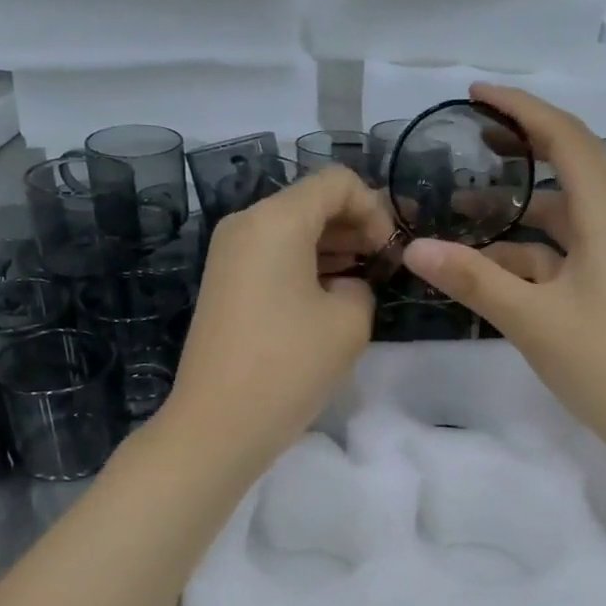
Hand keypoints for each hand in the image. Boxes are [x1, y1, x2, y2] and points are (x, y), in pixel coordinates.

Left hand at [161, 165, 395, 469]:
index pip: (337, 182)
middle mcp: (246, 223)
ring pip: (291, 228)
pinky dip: (304, 264)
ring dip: (331, 246)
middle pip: (310, 201)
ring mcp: (229, 253)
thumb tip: (344, 286)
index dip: (374, 209)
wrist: (217, 424)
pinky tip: (327, 296)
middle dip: (354, 225)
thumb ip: (361, 286)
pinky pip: (272, 255)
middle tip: (383, 264)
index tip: (388, 253)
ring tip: (361, 281)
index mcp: (276, 219)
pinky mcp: (224, 283)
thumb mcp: (349, 322)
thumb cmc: (289, 366)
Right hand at [401, 84, 605, 467]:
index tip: (476, 94)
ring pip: (562, 216)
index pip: (566, 139)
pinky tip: (491, 268)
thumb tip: (415, 248)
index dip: (522, 110)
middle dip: (521, 147)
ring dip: (517, 208)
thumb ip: (475, 280)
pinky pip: (565, 254)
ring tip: (462, 209)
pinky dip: (528, 252)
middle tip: (472, 137)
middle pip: (569, 167)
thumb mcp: (534, 321)